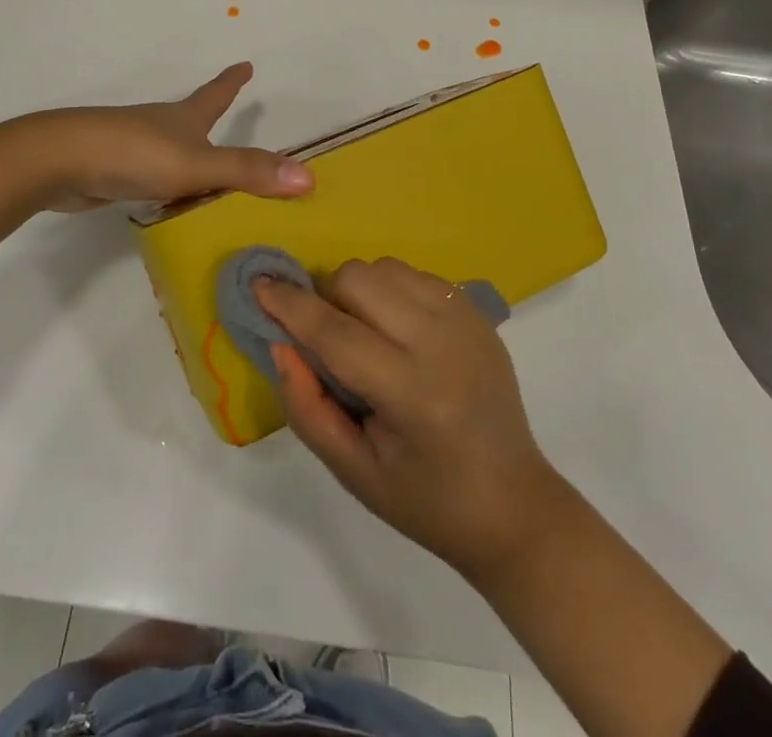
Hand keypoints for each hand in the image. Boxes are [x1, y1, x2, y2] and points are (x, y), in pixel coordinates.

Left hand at [23, 62, 312, 211]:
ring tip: (210, 181)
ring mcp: (135, 148)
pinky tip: (169, 205)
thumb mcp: (197, 165)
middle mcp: (162, 127)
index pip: (216, 94)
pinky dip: (168, 189)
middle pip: (193, 120)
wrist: (61, 162)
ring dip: (192, 160)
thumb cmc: (134, 153)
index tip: (246, 63)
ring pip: (173, 152)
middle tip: (230, 125)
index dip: (232, 81)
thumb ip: (247, 172)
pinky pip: (153, 179)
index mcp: (184, 118)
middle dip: (211, 120)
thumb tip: (307, 177)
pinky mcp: (115, 172)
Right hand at [257, 258, 569, 582]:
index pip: (336, 333)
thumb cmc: (425, 501)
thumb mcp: (353, 471)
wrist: (513, 504)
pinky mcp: (477, 311)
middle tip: (325, 335)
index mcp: (412, 394)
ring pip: (385, 267)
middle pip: (359, 280)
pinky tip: (396, 329)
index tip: (258, 285)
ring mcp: (465, 320)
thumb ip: (307, 405)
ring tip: (364, 333)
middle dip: (326, 297)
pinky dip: (390, 289)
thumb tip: (279, 343)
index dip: (290, 306)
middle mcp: (442, 343)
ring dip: (358, 290)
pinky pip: (414, 273)